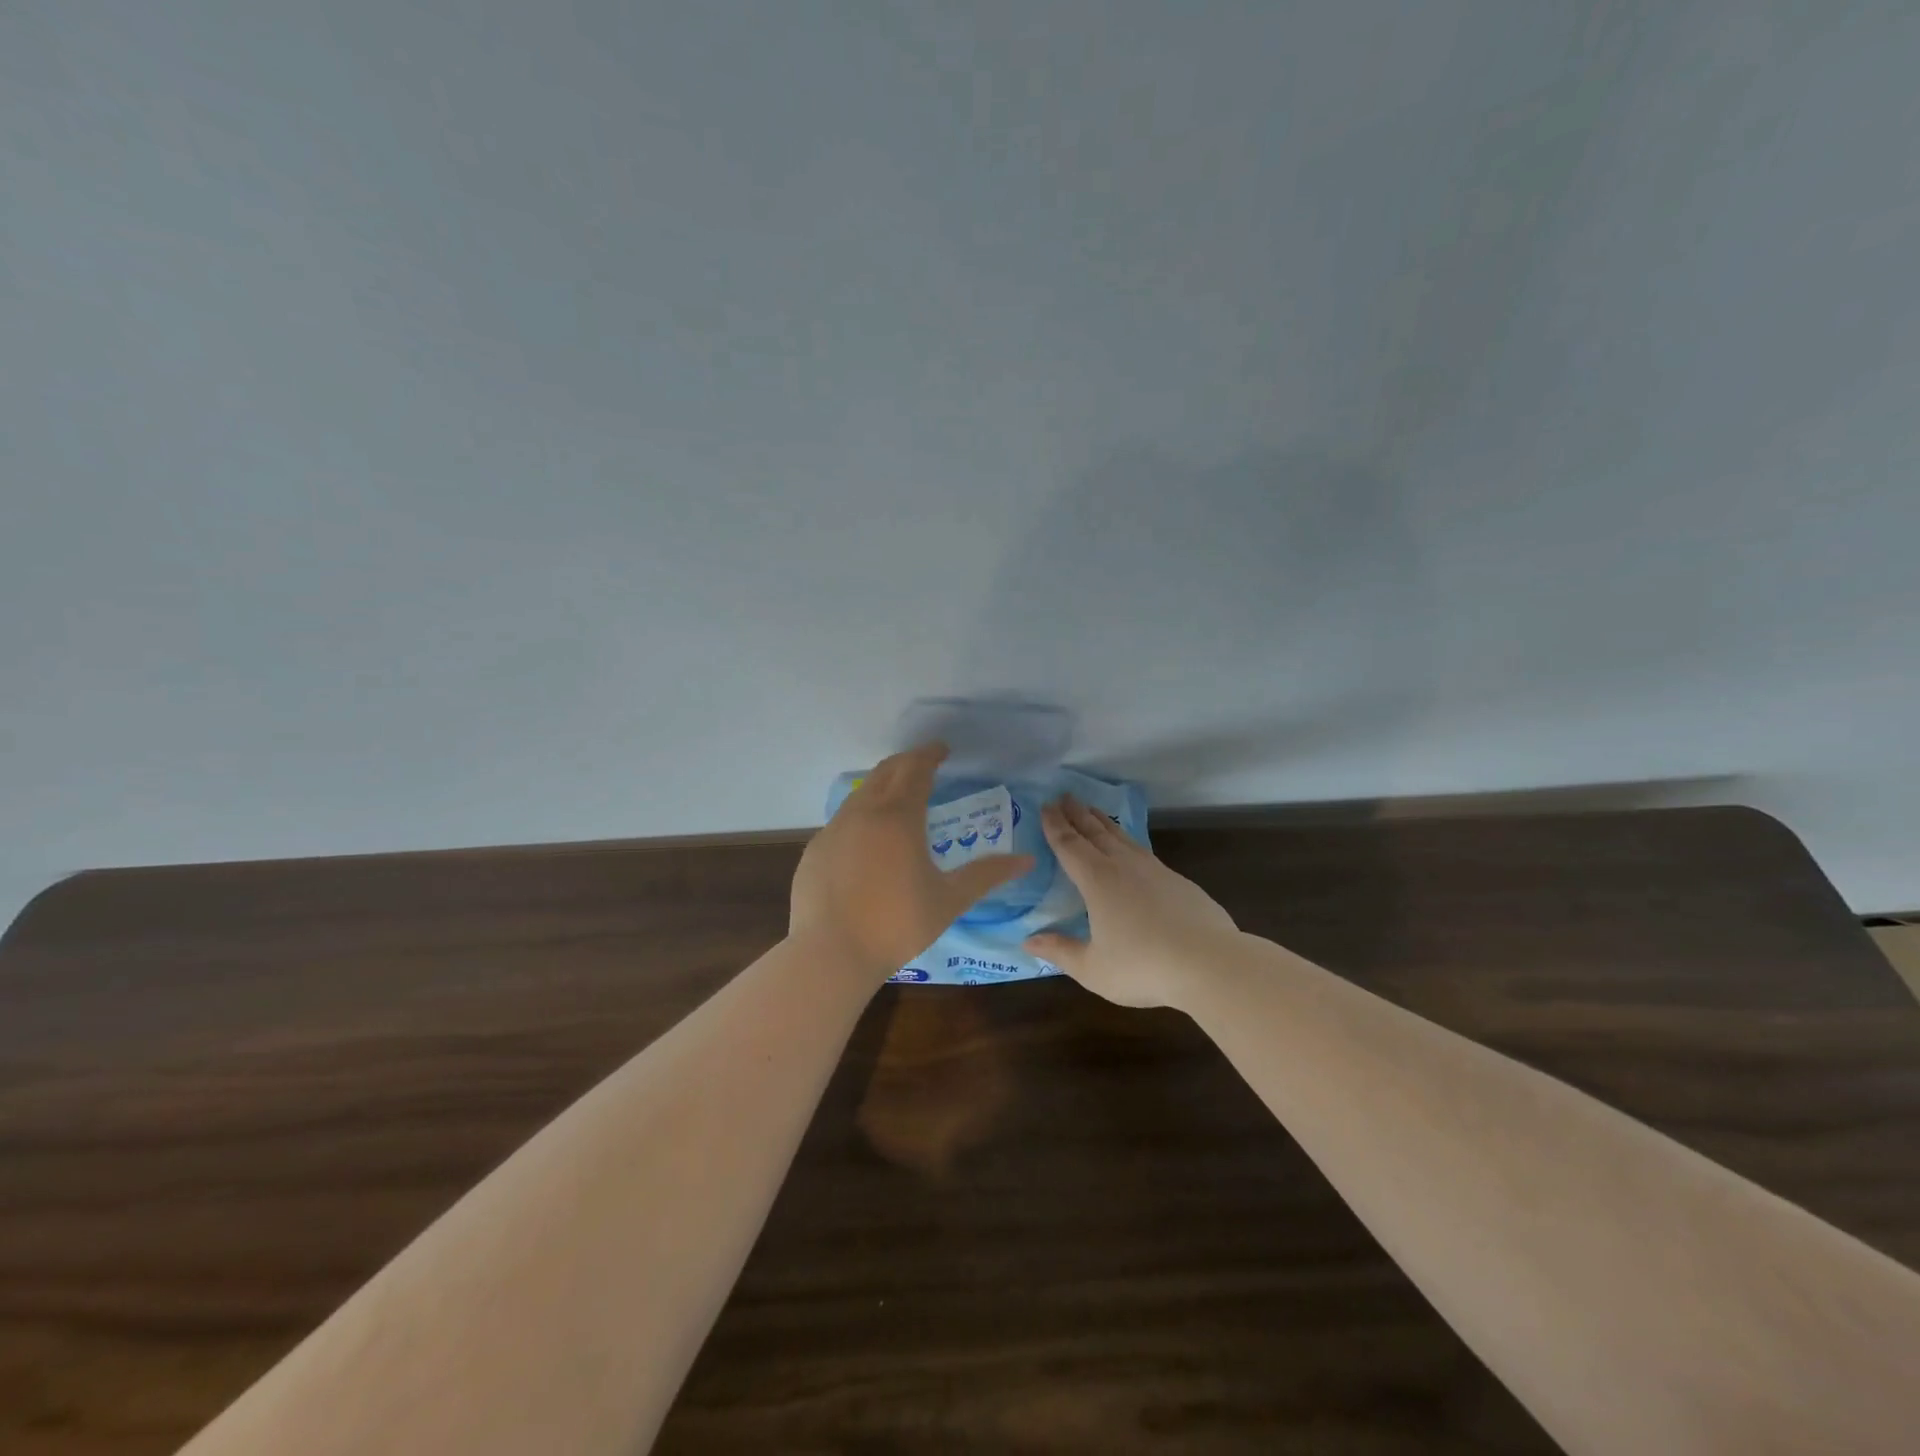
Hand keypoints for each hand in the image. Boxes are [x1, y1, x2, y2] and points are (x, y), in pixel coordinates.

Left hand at [790, 743, 1035, 986]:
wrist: (829, 953)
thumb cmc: (896, 924)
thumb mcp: (949, 900)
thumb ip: (986, 875)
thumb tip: (1026, 860)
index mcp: (899, 817)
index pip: (915, 769)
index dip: (930, 755)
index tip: (942, 749)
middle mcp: (863, 812)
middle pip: (885, 772)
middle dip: (907, 762)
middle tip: (925, 764)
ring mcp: (834, 829)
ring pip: (860, 793)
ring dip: (882, 785)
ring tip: (899, 796)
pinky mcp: (815, 849)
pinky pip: (843, 819)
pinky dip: (862, 813)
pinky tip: (868, 838)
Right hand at [1024, 796, 1239, 1007]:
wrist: (1210, 963)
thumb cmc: (1143, 966)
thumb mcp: (1093, 968)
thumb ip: (1060, 951)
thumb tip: (1028, 941)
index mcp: (1097, 881)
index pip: (1069, 846)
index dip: (1055, 826)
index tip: (1045, 806)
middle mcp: (1123, 866)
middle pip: (1095, 832)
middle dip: (1077, 814)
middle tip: (1064, 796)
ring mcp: (1154, 870)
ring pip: (1122, 837)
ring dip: (1103, 822)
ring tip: (1092, 810)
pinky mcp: (1178, 881)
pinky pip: (1143, 851)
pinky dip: (1127, 840)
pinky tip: (1130, 847)